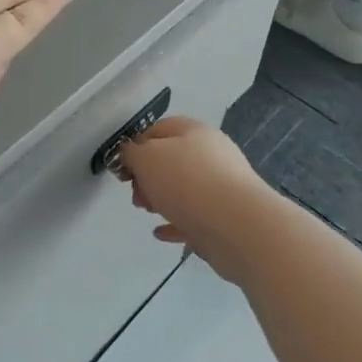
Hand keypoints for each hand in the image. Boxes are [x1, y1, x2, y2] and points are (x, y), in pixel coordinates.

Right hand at [119, 116, 277, 285]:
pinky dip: (175, 222)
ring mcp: (222, 187)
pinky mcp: (226, 217)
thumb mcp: (146, 158)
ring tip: (148, 212)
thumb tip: (131, 155)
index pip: (157, 129)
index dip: (135, 146)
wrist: (239, 226)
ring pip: (182, 189)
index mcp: (194, 132)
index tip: (122, 168)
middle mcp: (211, 154)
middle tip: (136, 195)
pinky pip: (194, 217)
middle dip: (147, 177)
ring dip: (160, 199)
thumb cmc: (187, 183)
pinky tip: (160, 232)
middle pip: (170, 160)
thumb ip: (131, 154)